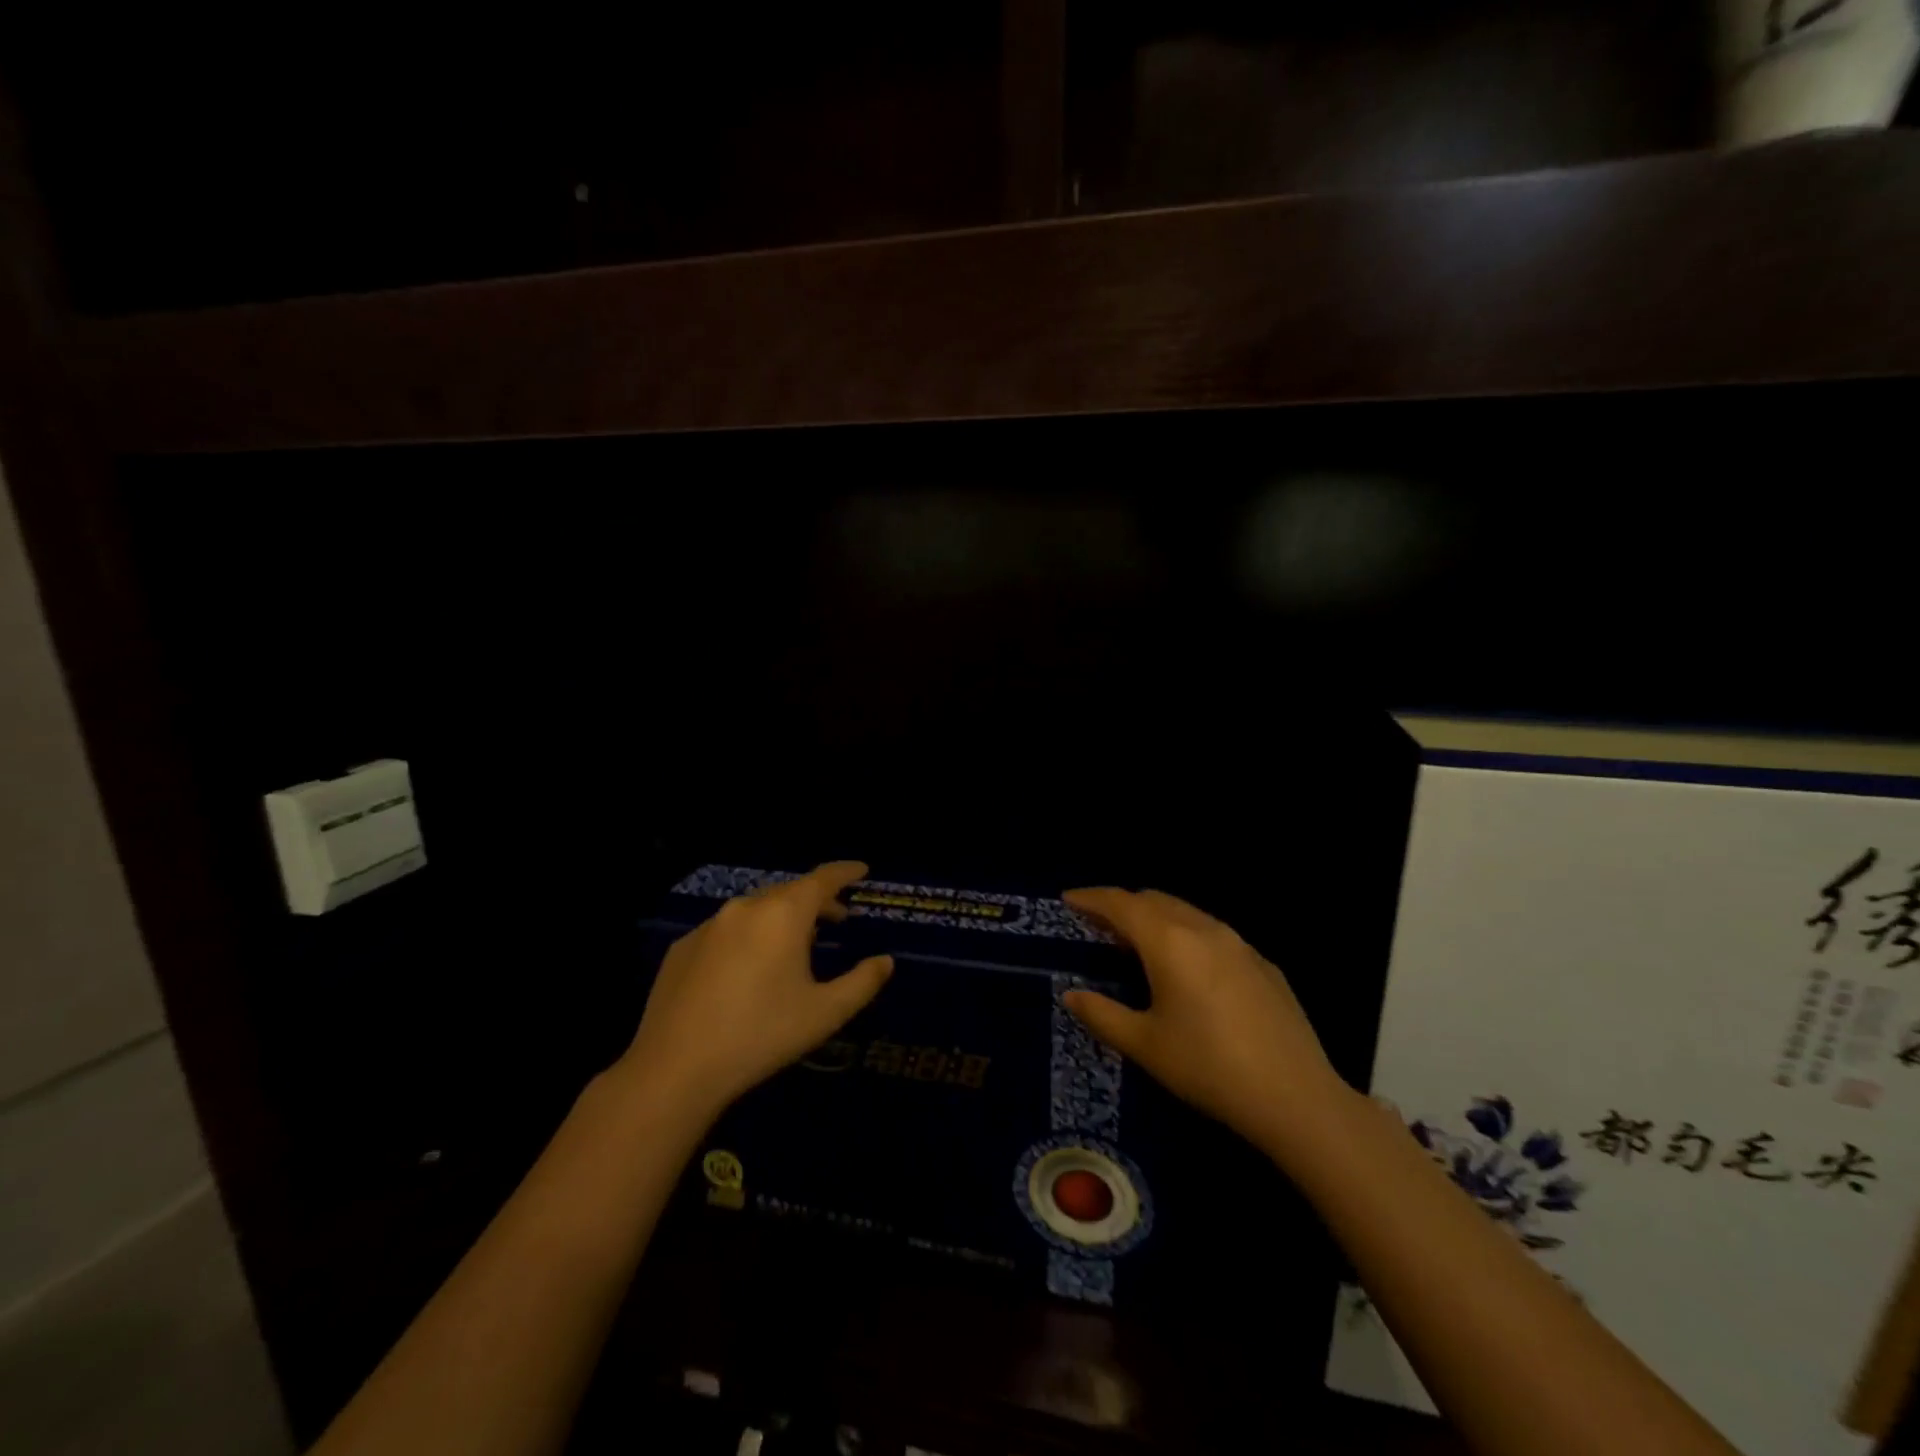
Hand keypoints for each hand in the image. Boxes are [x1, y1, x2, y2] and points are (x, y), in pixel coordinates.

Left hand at [622, 862, 892, 1114]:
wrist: (676, 1068)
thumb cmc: (761, 1035)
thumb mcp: (825, 1013)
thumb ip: (862, 982)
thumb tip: (885, 961)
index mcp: (783, 915)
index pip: (822, 878)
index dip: (845, 872)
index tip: (862, 870)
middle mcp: (746, 908)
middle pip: (790, 892)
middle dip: (817, 901)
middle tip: (838, 919)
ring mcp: (709, 926)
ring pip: (756, 909)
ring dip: (781, 918)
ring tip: (796, 945)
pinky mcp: (683, 947)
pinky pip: (726, 930)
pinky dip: (748, 937)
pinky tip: (748, 969)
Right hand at [1061, 888, 1350, 1152]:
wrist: (1295, 1097)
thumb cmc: (1208, 1067)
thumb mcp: (1145, 1045)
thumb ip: (1102, 1014)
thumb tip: (1071, 995)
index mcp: (1169, 942)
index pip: (1121, 904)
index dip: (1091, 898)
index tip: (1068, 899)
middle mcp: (1203, 929)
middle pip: (1154, 899)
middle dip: (1122, 905)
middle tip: (1097, 925)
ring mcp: (1239, 944)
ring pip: (1186, 913)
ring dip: (1155, 918)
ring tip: (1137, 944)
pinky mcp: (1262, 963)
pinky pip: (1213, 934)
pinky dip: (1186, 935)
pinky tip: (1187, 969)